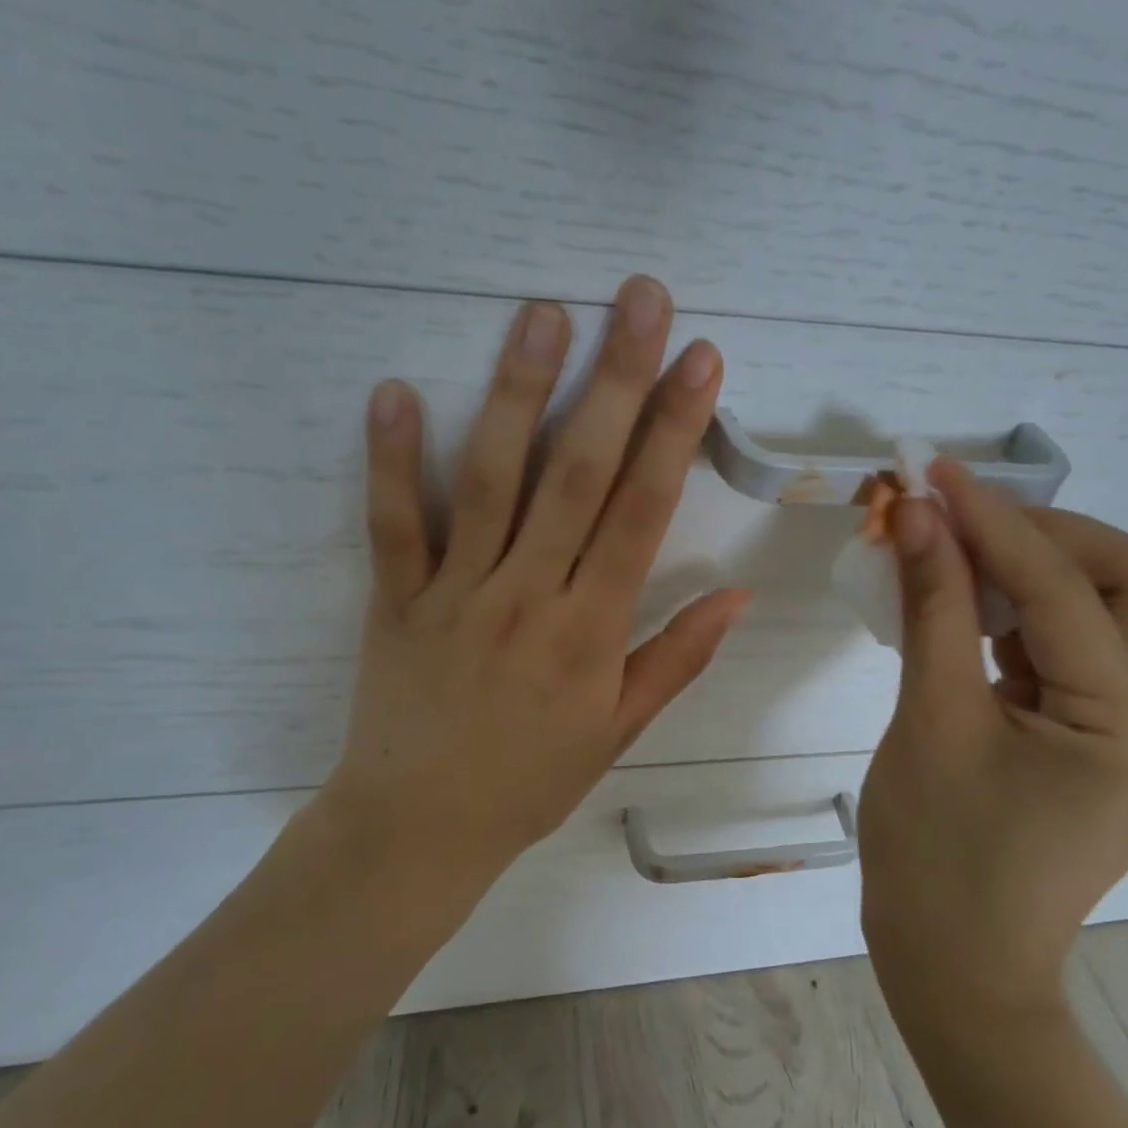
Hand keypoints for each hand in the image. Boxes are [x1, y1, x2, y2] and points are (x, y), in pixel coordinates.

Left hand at [312, 276, 749, 891]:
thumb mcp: (618, 731)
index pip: (643, 512)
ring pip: (492, 480)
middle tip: (638, 298)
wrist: (418, 829)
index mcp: (591, 629)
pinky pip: (393, 524)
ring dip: (518, 393)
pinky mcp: (396, 599)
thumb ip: (676, 657)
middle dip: (615, 380)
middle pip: (578, 473)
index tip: (699, 360)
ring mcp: (457, 592)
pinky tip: (393, 391)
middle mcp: (529, 595)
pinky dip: (390, 460)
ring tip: (543, 314)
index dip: (674, 430)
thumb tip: (737, 594)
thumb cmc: (529, 781)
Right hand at [859, 459, 1127, 1017]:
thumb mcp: (929, 721)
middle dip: (1048, 534)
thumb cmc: (935, 858)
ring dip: (1037, 568)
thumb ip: (931, 609)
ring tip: (957, 549)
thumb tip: (915, 517)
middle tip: (962, 517)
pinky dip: (1027, 614)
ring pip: (1112, 613)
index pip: (1068, 591)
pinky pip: (1079, 653)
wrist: (956, 969)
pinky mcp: (1109, 747)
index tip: (935, 475)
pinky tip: (971, 604)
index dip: (996, 523)